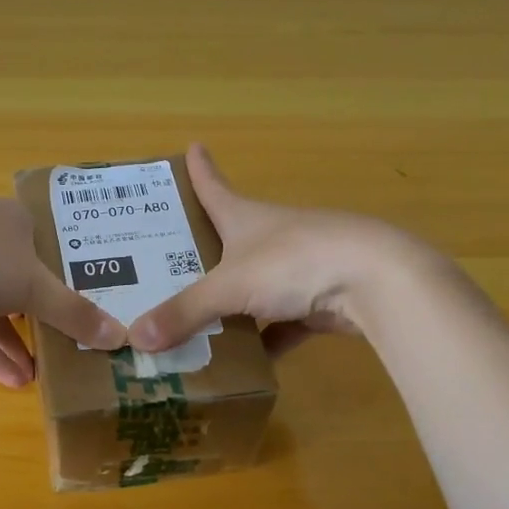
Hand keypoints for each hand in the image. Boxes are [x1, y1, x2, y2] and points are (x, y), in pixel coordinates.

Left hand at [0, 198, 126, 386]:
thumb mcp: (35, 287)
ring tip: (45, 376)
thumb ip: (76, 313)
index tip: (96, 305)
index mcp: (14, 220)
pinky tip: (11, 380)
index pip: (53, 245)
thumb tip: (122, 337)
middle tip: (73, 344)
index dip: (74, 275)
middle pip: (23, 279)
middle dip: (45, 316)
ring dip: (16, 341)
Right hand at [128, 144, 426, 356]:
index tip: (192, 146)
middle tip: (163, 266)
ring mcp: (298, 267)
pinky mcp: (320, 300)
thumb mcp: (229, 287)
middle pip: (228, 240)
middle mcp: (270, 236)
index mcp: (244, 217)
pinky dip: (267, 340)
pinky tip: (247, 363)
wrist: (375, 280)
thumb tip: (134, 339)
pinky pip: (283, 323)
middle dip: (201, 252)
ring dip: (232, 306)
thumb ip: (184, 313)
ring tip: (195, 325)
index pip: (213, 186)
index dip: (199, 168)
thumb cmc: (294, 262)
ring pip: (254, 287)